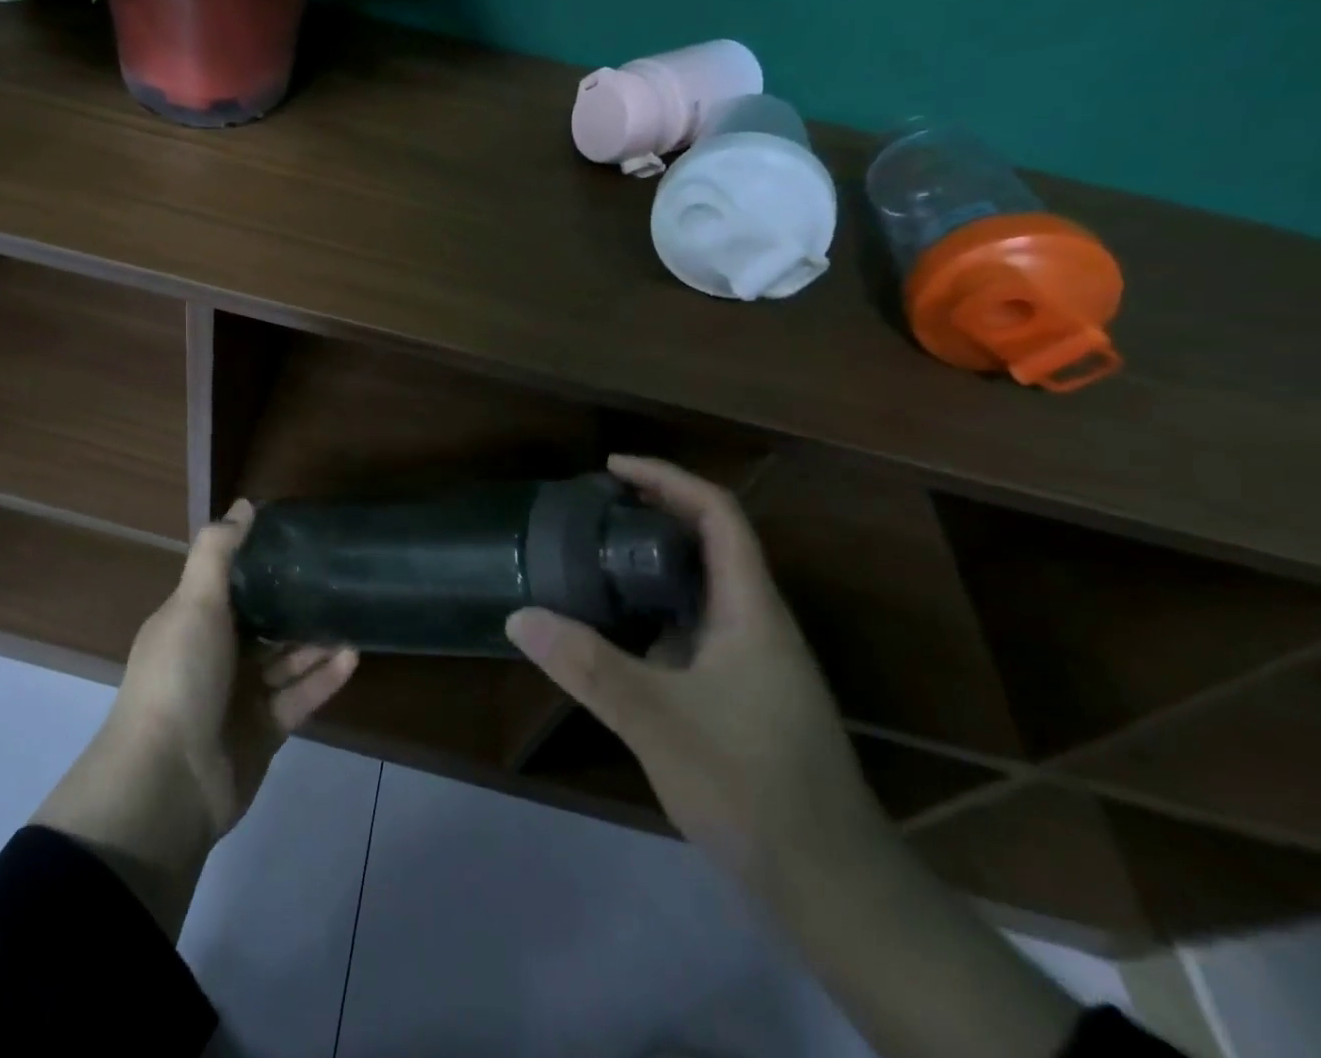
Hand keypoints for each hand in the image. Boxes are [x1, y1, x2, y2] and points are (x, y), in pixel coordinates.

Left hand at [34, 501, 357, 935]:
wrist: (167, 784)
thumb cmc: (179, 678)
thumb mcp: (194, 603)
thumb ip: (218, 552)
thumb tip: (244, 504)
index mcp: (192, 623)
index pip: (230, 585)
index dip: (260, 564)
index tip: (299, 541)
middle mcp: (214, 656)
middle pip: (262, 623)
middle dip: (295, 603)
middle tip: (338, 577)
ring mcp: (239, 697)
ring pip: (285, 660)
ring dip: (316, 640)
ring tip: (354, 614)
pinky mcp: (263, 731)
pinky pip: (299, 697)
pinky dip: (323, 678)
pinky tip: (352, 655)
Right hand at [506, 455, 883, 884]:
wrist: (831, 885)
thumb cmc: (754, 787)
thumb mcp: (660, 722)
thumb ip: (589, 668)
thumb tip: (520, 617)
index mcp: (750, 609)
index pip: (718, 514)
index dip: (668, 478)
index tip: (613, 467)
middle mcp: (754, 622)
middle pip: (708, 542)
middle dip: (653, 512)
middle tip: (591, 509)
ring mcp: (750, 659)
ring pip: (698, 588)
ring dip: (650, 563)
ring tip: (592, 556)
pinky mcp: (739, 691)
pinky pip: (690, 628)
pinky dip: (651, 611)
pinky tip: (613, 629)